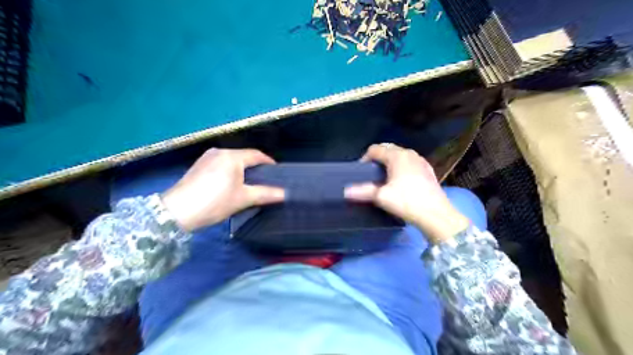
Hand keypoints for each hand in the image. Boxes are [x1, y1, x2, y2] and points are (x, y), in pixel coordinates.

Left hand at [160, 148, 284, 231]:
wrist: (177, 212)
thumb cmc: (215, 202)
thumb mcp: (243, 198)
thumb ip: (266, 194)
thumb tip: (285, 194)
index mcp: (232, 156)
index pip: (256, 155)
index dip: (269, 162)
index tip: (277, 172)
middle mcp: (219, 152)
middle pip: (243, 156)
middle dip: (255, 166)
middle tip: (265, 179)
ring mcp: (206, 158)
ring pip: (231, 160)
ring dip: (242, 169)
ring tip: (250, 182)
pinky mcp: (198, 166)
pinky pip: (220, 164)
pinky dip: (230, 171)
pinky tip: (231, 183)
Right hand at [345, 144, 469, 243]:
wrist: (436, 214)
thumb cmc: (406, 202)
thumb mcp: (381, 197)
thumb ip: (362, 191)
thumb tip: (345, 192)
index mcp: (397, 156)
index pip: (375, 149)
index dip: (365, 158)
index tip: (361, 171)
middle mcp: (409, 154)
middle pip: (388, 149)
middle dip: (377, 158)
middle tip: (371, 172)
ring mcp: (420, 161)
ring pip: (400, 155)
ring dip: (390, 161)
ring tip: (384, 176)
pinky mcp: (428, 170)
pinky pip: (410, 162)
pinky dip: (402, 166)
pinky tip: (401, 180)